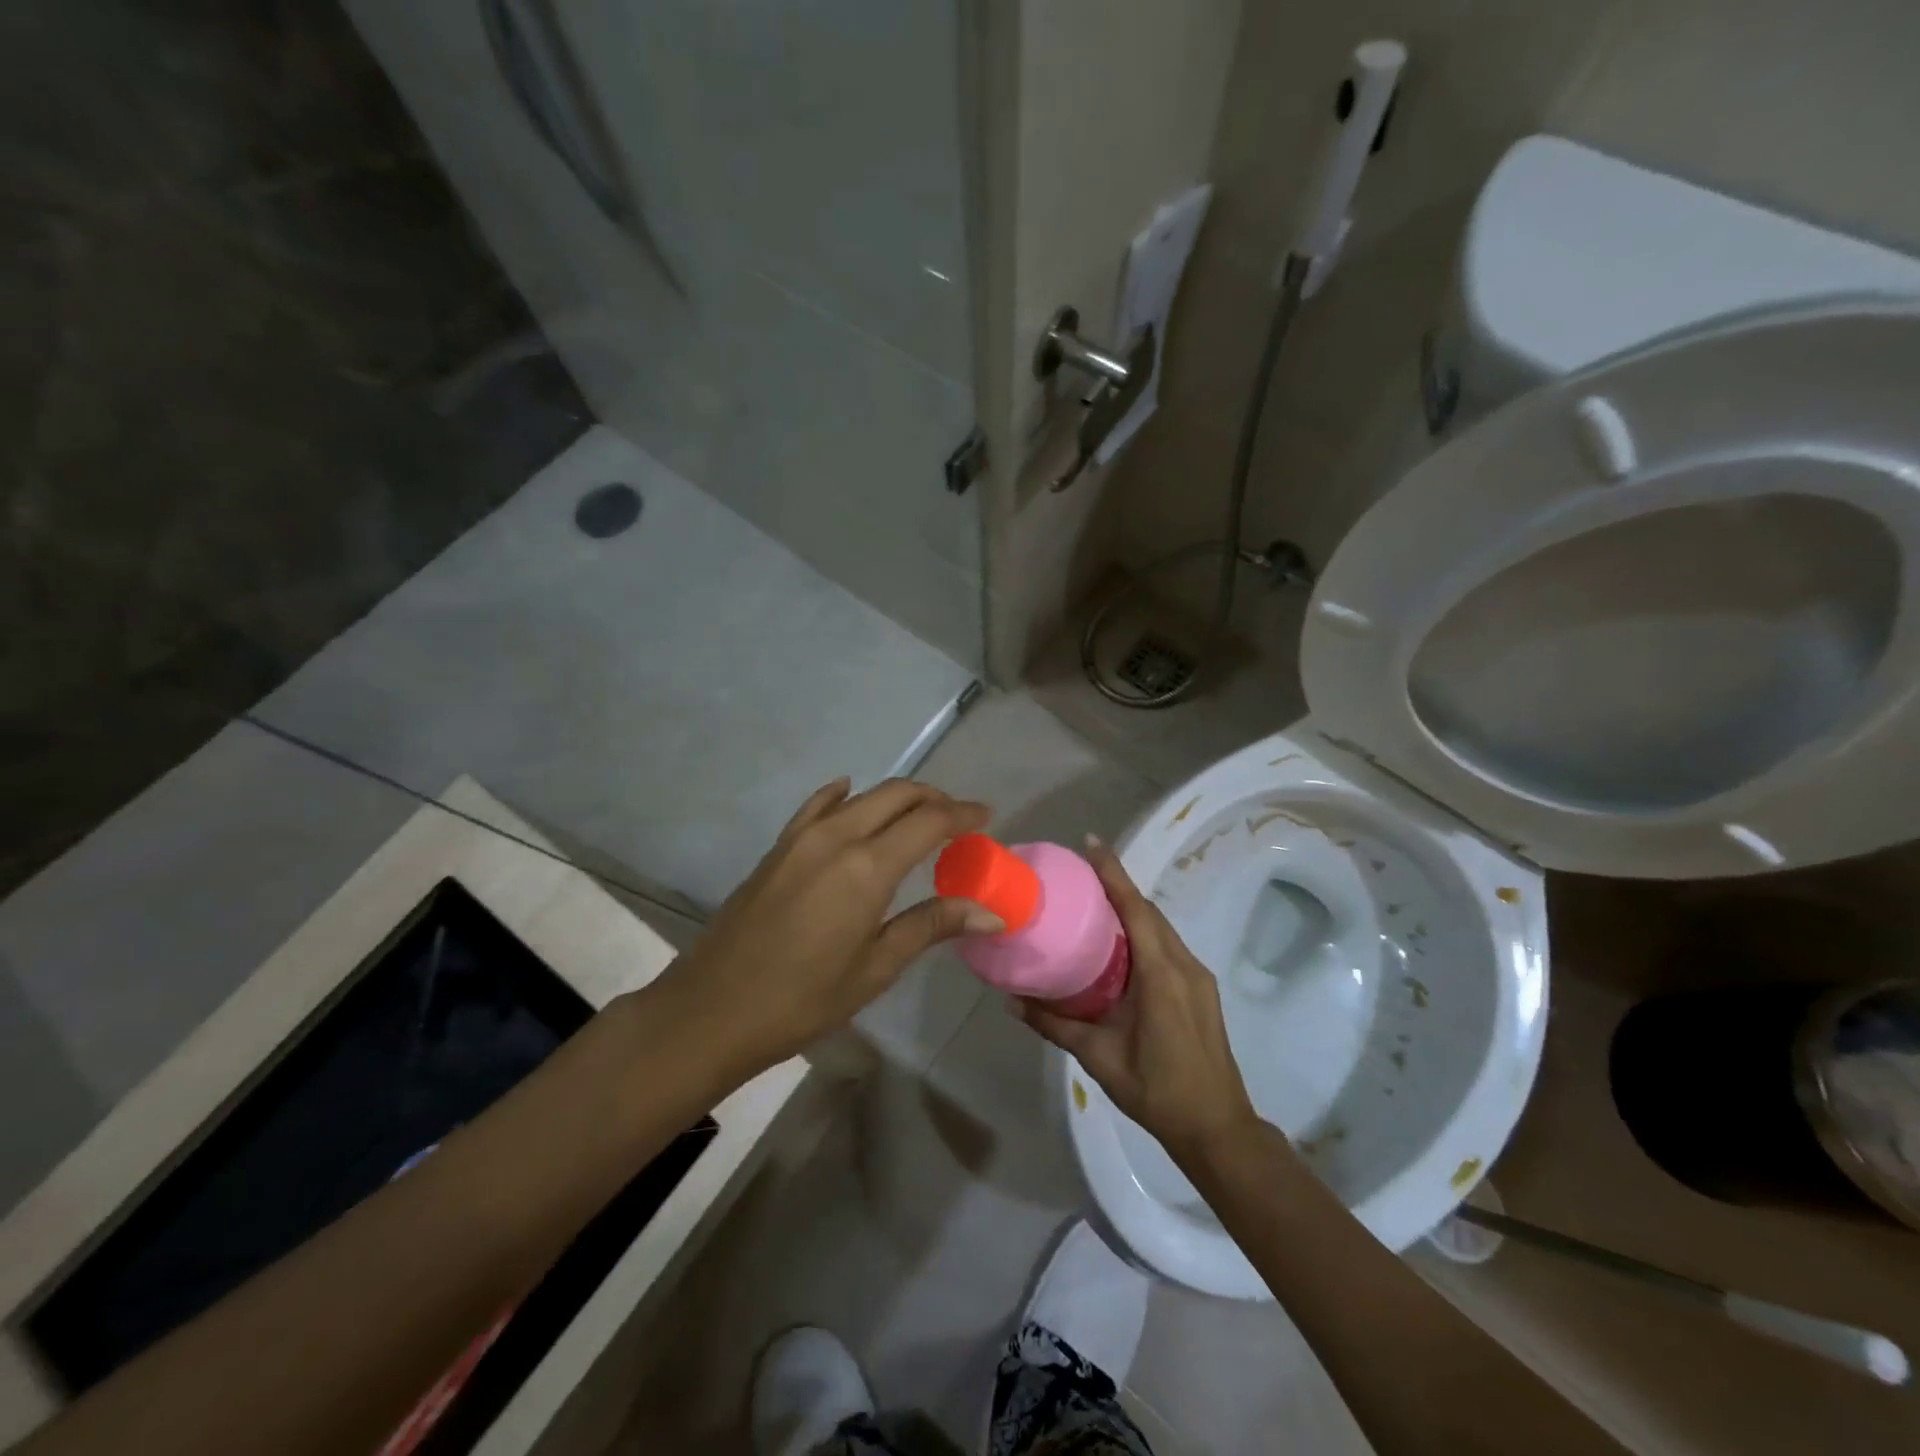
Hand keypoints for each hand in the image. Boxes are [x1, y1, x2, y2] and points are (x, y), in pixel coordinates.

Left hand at [650, 778, 997, 1080]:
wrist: (712, 1009)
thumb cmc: (803, 999)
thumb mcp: (875, 967)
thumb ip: (931, 925)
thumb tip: (991, 912)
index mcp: (867, 867)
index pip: (929, 821)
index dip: (962, 814)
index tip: (987, 816)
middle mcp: (836, 837)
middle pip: (896, 794)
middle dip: (933, 798)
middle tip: (958, 819)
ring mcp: (801, 837)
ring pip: (861, 796)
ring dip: (896, 798)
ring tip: (918, 817)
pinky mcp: (778, 847)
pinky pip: (817, 806)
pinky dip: (842, 795)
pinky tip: (848, 793)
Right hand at [1017, 836, 1259, 1159]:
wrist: (1217, 1127)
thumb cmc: (1157, 1090)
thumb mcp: (1098, 1057)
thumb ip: (1055, 1025)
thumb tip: (1011, 1001)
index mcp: (1161, 974)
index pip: (1135, 909)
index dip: (1113, 873)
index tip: (1091, 843)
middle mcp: (1184, 965)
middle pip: (1148, 912)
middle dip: (1118, 886)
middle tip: (1081, 873)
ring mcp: (1197, 977)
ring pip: (1161, 928)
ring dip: (1131, 909)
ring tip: (1095, 902)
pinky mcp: (1201, 989)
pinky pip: (1169, 945)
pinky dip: (1143, 931)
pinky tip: (1120, 944)